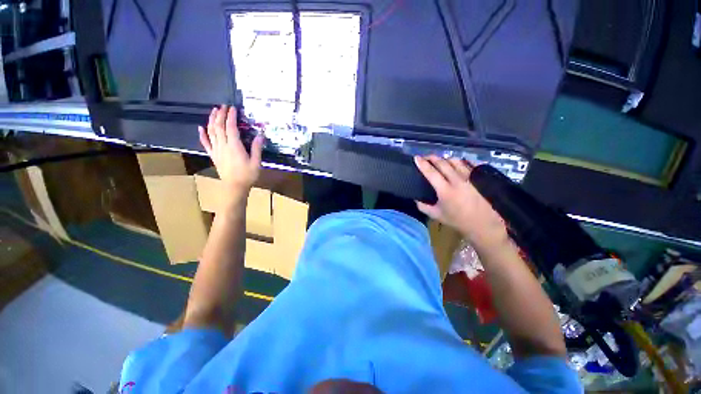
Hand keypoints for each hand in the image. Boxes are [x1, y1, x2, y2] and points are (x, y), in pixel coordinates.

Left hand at [199, 105, 264, 194]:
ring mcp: (216, 150)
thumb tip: (260, 135)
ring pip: (211, 132)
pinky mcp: (213, 155)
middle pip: (218, 127)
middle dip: (220, 115)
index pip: (230, 127)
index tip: (233, 108)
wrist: (235, 187)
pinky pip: (206, 143)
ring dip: (211, 120)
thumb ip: (257, 148)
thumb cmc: (247, 175)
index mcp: (234, 146)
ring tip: (214, 111)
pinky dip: (202, 134)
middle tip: (223, 106)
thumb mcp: (256, 162)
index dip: (231, 116)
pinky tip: (201, 127)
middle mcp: (223, 145)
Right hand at [414, 156, 507, 247]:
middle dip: (432, 157)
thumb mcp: (437, 215)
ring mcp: (471, 177)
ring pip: (455, 160)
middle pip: (442, 163)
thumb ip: (423, 206)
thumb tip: (416, 198)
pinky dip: (460, 161)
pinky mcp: (480, 176)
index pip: (431, 172)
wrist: (485, 224)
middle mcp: (458, 180)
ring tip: (441, 161)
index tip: (417, 158)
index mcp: (445, 190)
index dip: (422, 164)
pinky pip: (468, 163)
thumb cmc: (459, 221)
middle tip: (426, 157)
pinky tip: (457, 164)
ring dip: (445, 159)